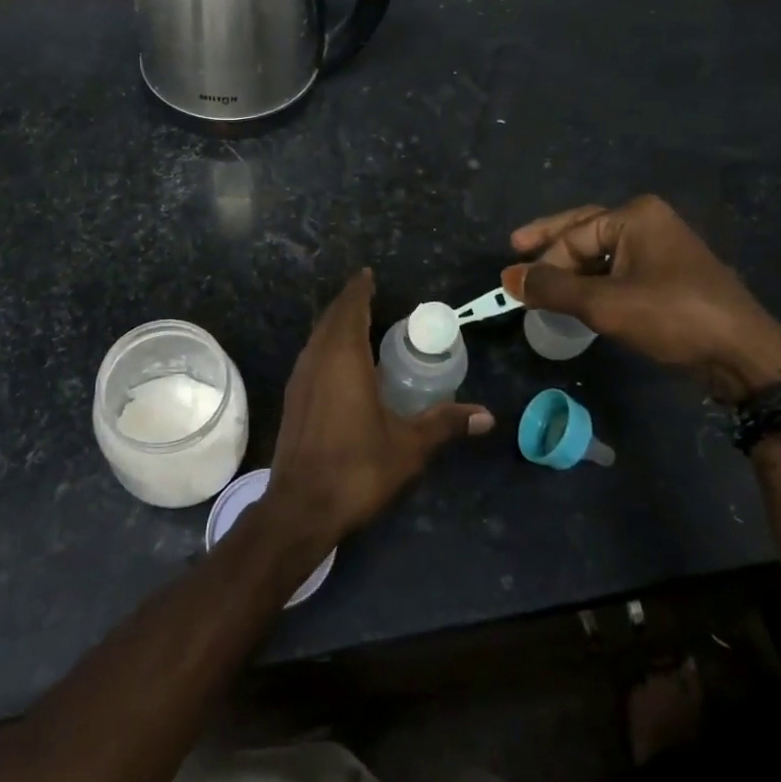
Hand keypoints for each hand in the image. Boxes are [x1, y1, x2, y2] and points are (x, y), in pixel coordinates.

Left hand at [264, 269, 492, 552]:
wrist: (300, 506)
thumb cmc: (357, 468)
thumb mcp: (408, 446)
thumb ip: (445, 424)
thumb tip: (487, 415)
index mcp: (344, 358)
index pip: (350, 308)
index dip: (359, 289)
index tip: (369, 274)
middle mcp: (317, 358)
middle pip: (331, 318)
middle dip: (350, 303)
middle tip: (372, 296)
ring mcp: (300, 378)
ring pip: (317, 337)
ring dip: (336, 324)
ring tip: (360, 324)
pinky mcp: (293, 397)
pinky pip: (311, 355)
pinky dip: (326, 345)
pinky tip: (341, 363)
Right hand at [503, 196, 780, 403]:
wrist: (743, 355)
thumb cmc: (672, 317)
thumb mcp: (603, 304)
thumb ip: (552, 289)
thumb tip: (508, 279)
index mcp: (635, 217)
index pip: (572, 235)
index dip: (542, 261)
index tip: (515, 286)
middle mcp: (649, 223)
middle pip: (585, 232)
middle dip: (552, 247)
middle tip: (516, 248)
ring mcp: (663, 249)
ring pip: (602, 254)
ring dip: (572, 269)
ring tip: (542, 283)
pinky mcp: (671, 277)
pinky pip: (620, 270)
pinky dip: (595, 281)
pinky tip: (579, 297)